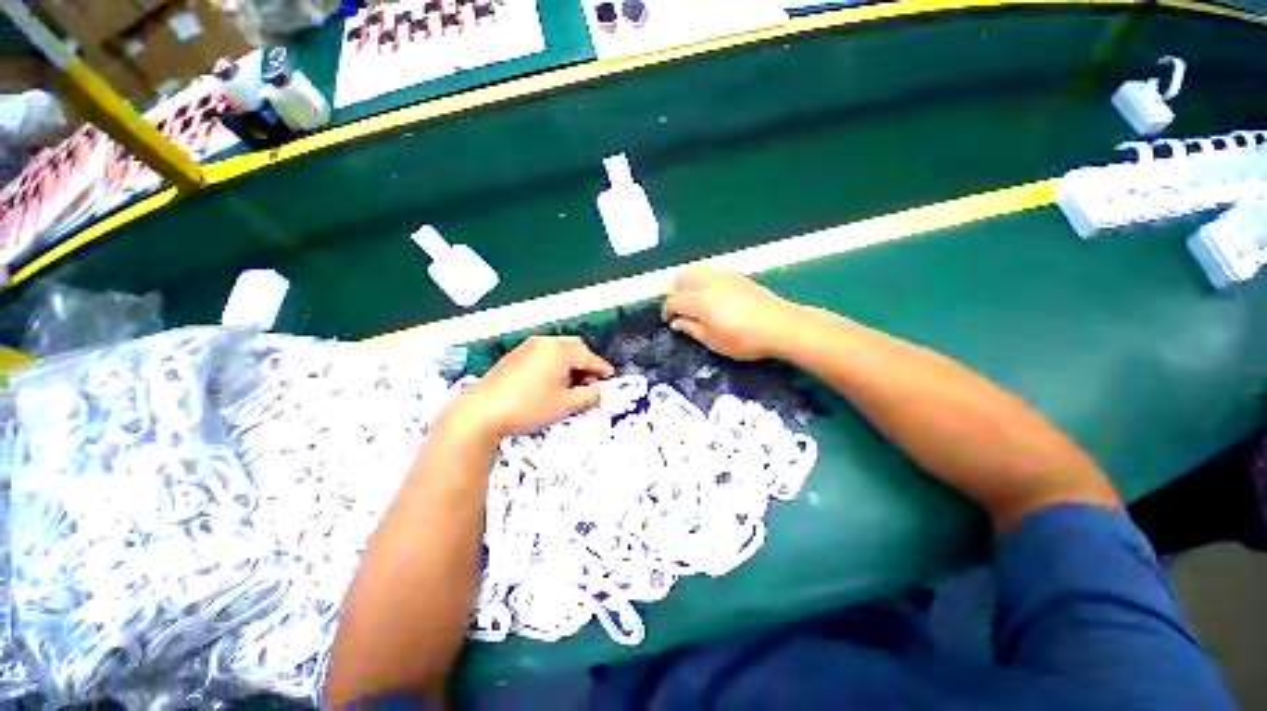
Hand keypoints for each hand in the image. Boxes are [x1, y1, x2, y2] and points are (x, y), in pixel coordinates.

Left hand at [439, 336, 614, 439]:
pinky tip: (550, 379)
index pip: (588, 357)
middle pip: (574, 346)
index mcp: (559, 351)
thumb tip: (601, 392)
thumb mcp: (565, 405)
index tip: (610, 376)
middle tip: (589, 380)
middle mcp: (544, 343)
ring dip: (569, 361)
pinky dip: (554, 362)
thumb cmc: (529, 407)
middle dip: (585, 361)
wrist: (481, 411)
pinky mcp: (514, 355)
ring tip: (570, 381)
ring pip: (558, 348)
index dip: (601, 367)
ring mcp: (527, 347)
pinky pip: (543, 352)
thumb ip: (588, 396)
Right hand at [661, 267, 800, 360]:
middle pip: (682, 277)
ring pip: (697, 271)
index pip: (673, 300)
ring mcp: (724, 276)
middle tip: (681, 309)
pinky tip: (715, 298)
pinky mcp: (737, 276)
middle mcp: (708, 282)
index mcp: (699, 300)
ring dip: (689, 284)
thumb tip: (676, 322)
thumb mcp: (712, 340)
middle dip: (676, 292)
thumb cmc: (743, 339)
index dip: (666, 311)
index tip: (668, 321)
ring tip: (696, 303)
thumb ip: (690, 328)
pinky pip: (712, 273)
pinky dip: (704, 282)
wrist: (781, 326)